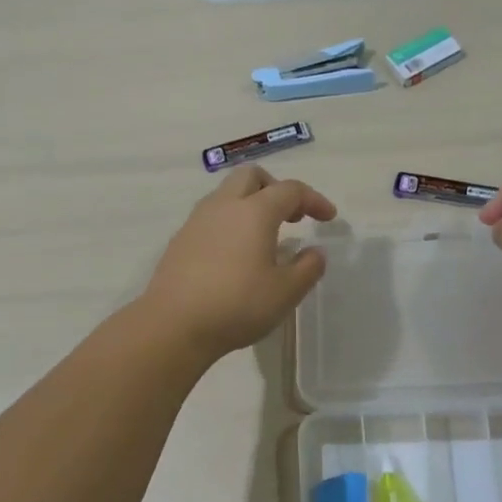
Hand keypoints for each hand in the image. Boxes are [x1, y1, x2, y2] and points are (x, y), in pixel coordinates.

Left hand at [141, 166, 336, 359]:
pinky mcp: (180, 240)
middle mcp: (224, 206)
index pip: (290, 190)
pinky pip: (211, 217)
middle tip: (292, 216)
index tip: (328, 218)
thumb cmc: (237, 305)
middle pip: (252, 177)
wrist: (173, 325)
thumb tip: (314, 252)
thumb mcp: (286, 292)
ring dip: (250, 204)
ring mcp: (197, 221)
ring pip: (227, 194)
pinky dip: (230, 223)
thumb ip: (307, 268)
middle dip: (276, 189)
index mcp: (254, 211)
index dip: (314, 199)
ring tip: (264, 236)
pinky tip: (235, 254)